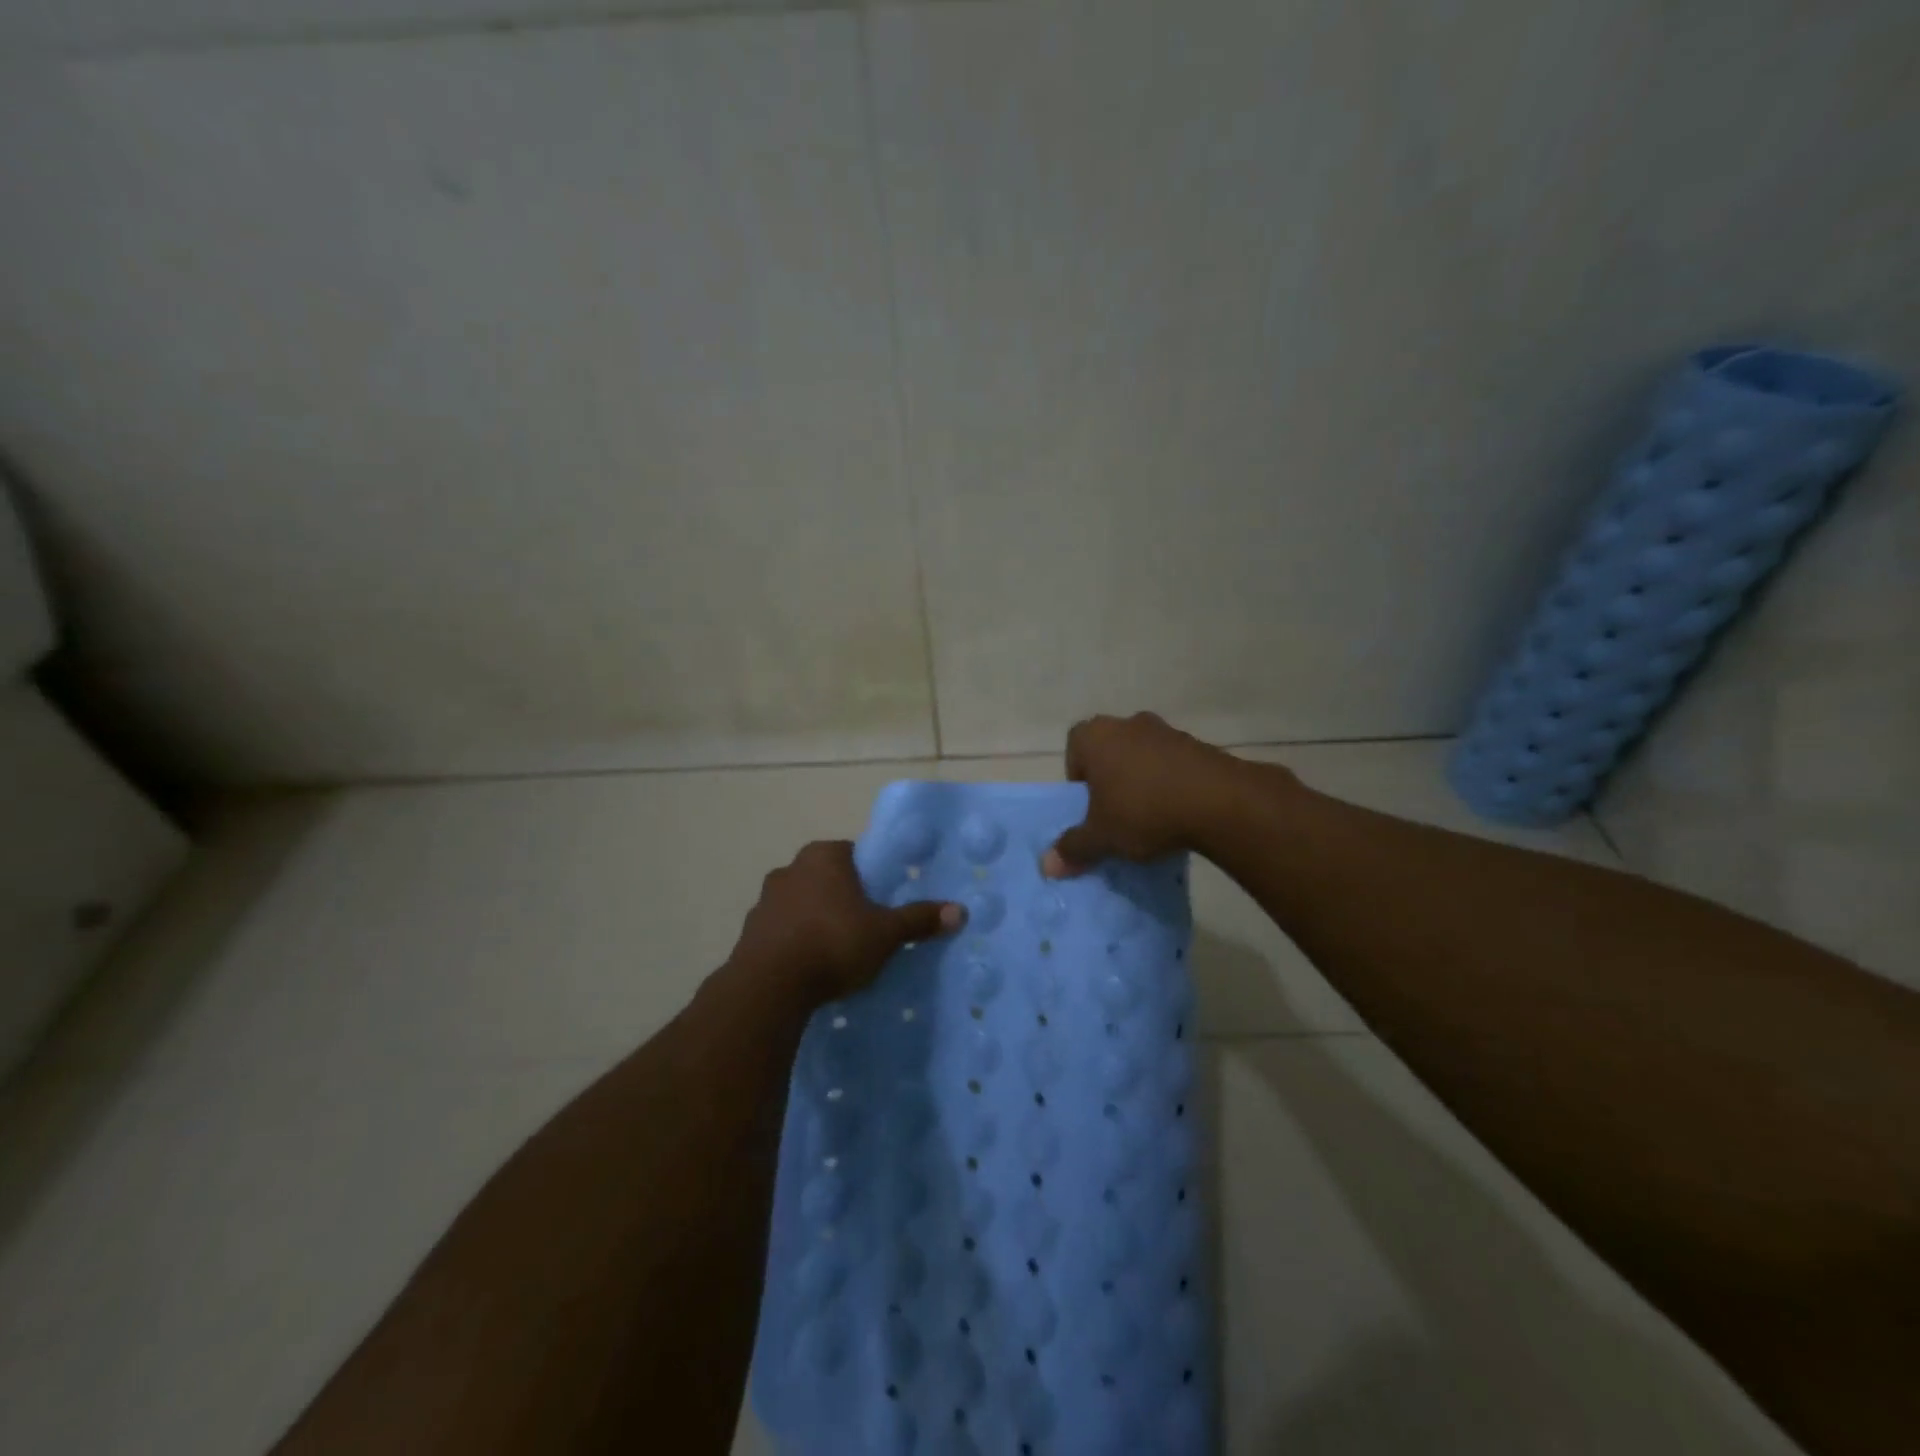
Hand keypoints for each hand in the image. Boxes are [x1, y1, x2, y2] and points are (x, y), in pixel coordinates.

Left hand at [729, 840, 965, 1002]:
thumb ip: (919, 919)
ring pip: (801, 904)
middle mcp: (790, 868)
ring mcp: (764, 900)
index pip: (853, 855)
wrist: (770, 986)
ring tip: (836, 951)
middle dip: (843, 899)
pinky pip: (781, 931)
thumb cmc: (834, 943)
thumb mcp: (885, 933)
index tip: (881, 903)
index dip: (870, 878)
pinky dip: (795, 942)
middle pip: (826, 878)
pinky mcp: (749, 932)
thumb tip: (960, 911)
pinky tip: (809, 967)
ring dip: (815, 920)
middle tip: (864, 927)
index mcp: (824, 856)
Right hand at [1042, 712, 1249, 875]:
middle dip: (1110, 782)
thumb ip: (1073, 848)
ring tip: (1150, 818)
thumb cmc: (1143, 811)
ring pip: (1142, 758)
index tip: (1089, 808)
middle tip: (1115, 815)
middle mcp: (1127, 723)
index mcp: (1094, 736)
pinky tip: (1178, 814)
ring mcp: (1166, 730)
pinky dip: (1171, 784)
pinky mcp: (1198, 745)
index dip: (1078, 781)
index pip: (1073, 751)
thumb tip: (1047, 866)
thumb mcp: (1102, 837)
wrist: (1219, 802)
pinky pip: (1172, 765)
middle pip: (1108, 753)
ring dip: (1142, 782)